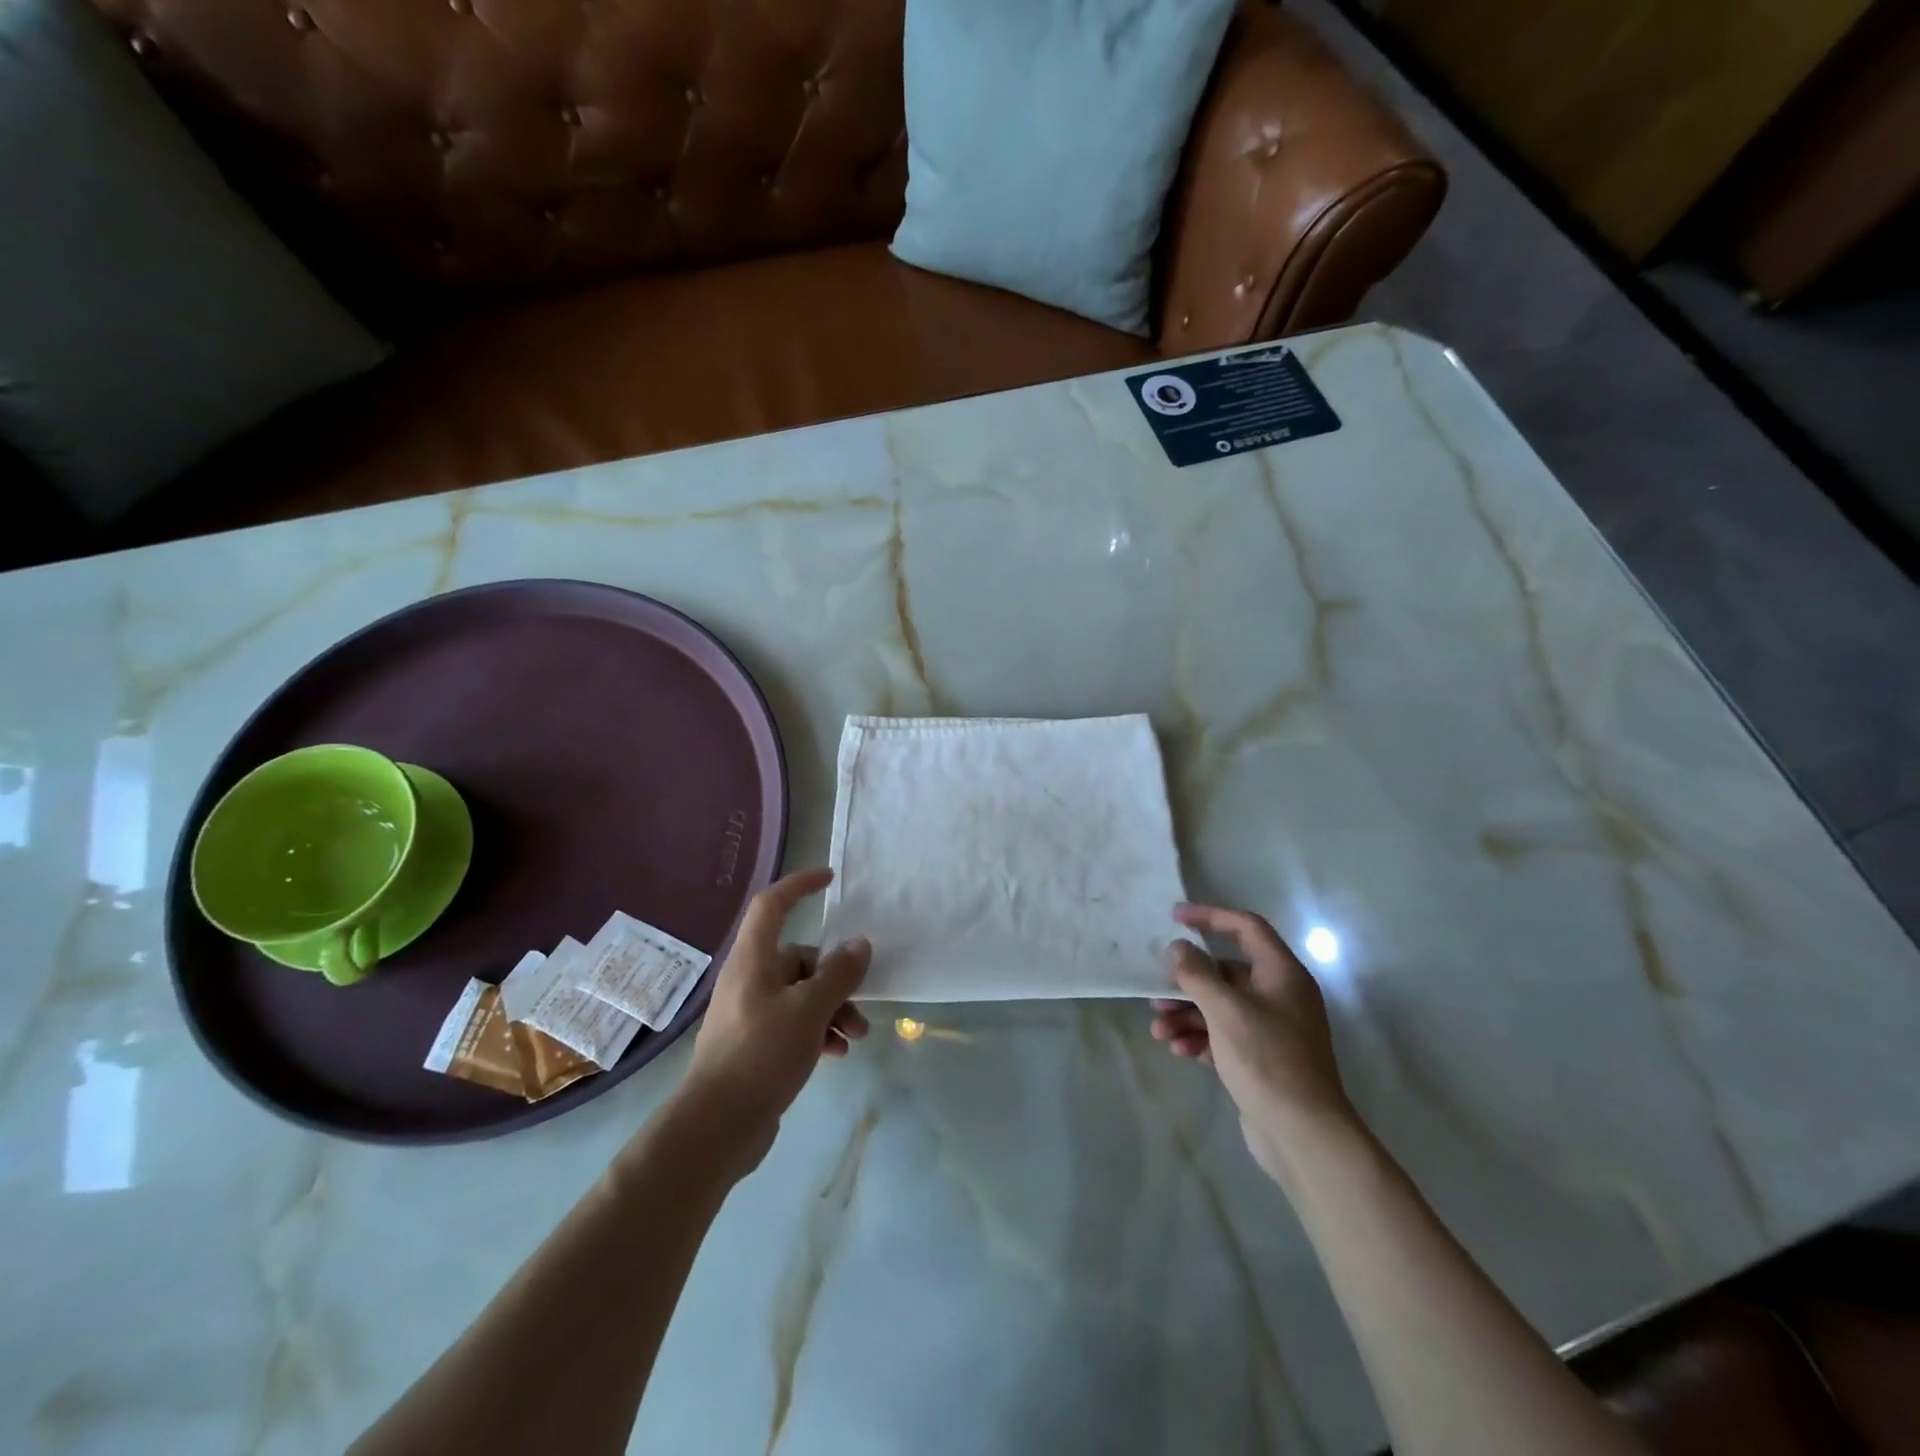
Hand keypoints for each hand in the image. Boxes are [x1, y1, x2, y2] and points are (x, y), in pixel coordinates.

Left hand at [678, 868, 870, 1173]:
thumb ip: (839, 974)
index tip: (830, 878)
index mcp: (754, 959)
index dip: (799, 885)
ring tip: (855, 1037)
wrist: (717, 1126)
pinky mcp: (755, 1042)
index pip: (772, 904)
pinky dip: (817, 1031)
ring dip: (833, 1009)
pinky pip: (794, 1022)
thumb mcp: (810, 1010)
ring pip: (801, 993)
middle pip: (800, 958)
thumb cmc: (761, 1054)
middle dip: (836, 978)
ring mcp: (751, 1011)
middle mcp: (749, 978)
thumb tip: (860, 945)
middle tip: (861, 1003)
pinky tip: (836, 1054)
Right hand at [1151, 903, 1353, 1180]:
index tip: (1175, 918)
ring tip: (1159, 1031)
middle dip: (1188, 982)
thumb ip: (1197, 974)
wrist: (1303, 1135)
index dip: (1211, 917)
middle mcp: (1280, 995)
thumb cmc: (1267, 1061)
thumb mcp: (1226, 1011)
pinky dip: (1201, 1038)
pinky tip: (1179, 1050)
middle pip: (1226, 972)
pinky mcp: (1261, 1058)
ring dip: (1188, 1014)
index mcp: (1282, 974)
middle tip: (1156, 993)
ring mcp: (1272, 1029)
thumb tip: (1177, 948)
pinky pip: (1224, 1034)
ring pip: (1221, 1006)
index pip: (1246, 928)